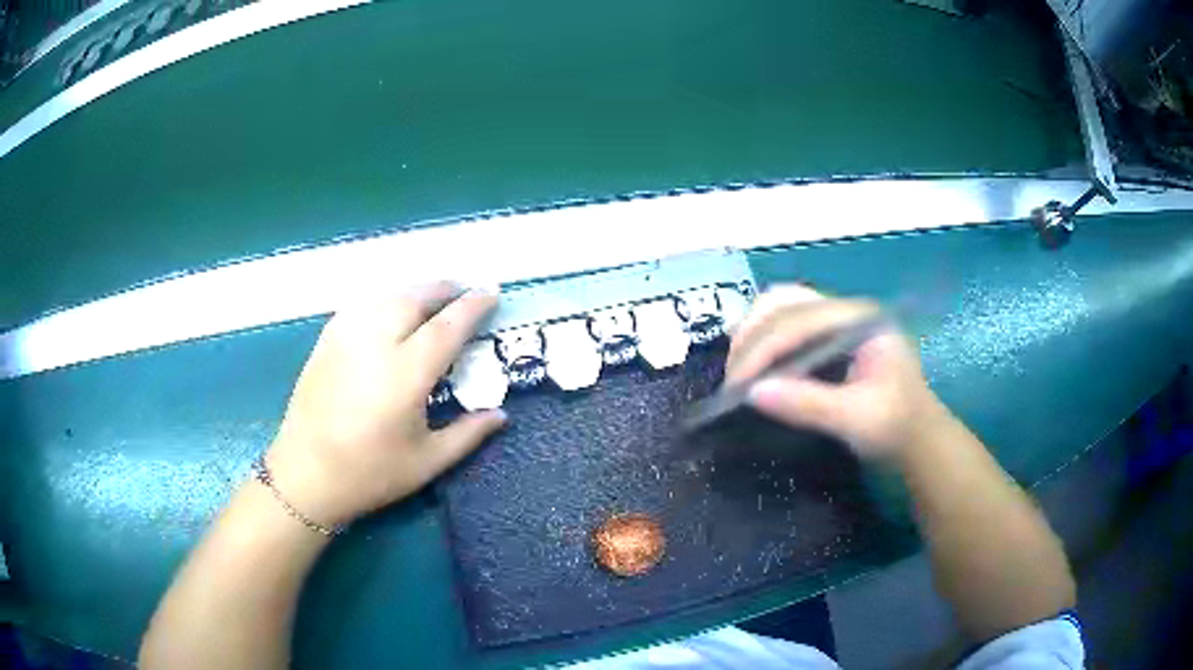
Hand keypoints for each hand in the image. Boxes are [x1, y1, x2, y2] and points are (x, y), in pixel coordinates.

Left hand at [265, 282, 506, 526]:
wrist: (306, 475)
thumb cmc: (370, 473)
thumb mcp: (427, 461)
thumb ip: (468, 433)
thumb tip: (500, 414)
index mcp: (405, 374)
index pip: (447, 326)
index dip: (472, 306)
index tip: (491, 293)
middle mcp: (376, 343)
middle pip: (415, 298)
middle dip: (444, 289)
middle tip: (463, 292)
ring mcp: (346, 337)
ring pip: (386, 296)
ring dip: (415, 291)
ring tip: (431, 299)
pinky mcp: (326, 341)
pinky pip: (362, 305)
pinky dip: (385, 300)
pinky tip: (390, 311)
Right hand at [725, 285, 945, 460]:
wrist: (918, 439)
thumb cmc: (895, 427)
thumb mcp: (856, 419)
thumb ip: (808, 404)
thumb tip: (751, 393)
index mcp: (860, 320)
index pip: (800, 321)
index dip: (763, 349)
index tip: (737, 385)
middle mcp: (846, 311)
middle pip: (785, 303)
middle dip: (753, 336)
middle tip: (733, 377)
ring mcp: (837, 322)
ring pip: (782, 309)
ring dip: (754, 332)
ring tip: (737, 368)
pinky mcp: (829, 339)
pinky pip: (788, 326)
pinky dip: (764, 339)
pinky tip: (751, 361)